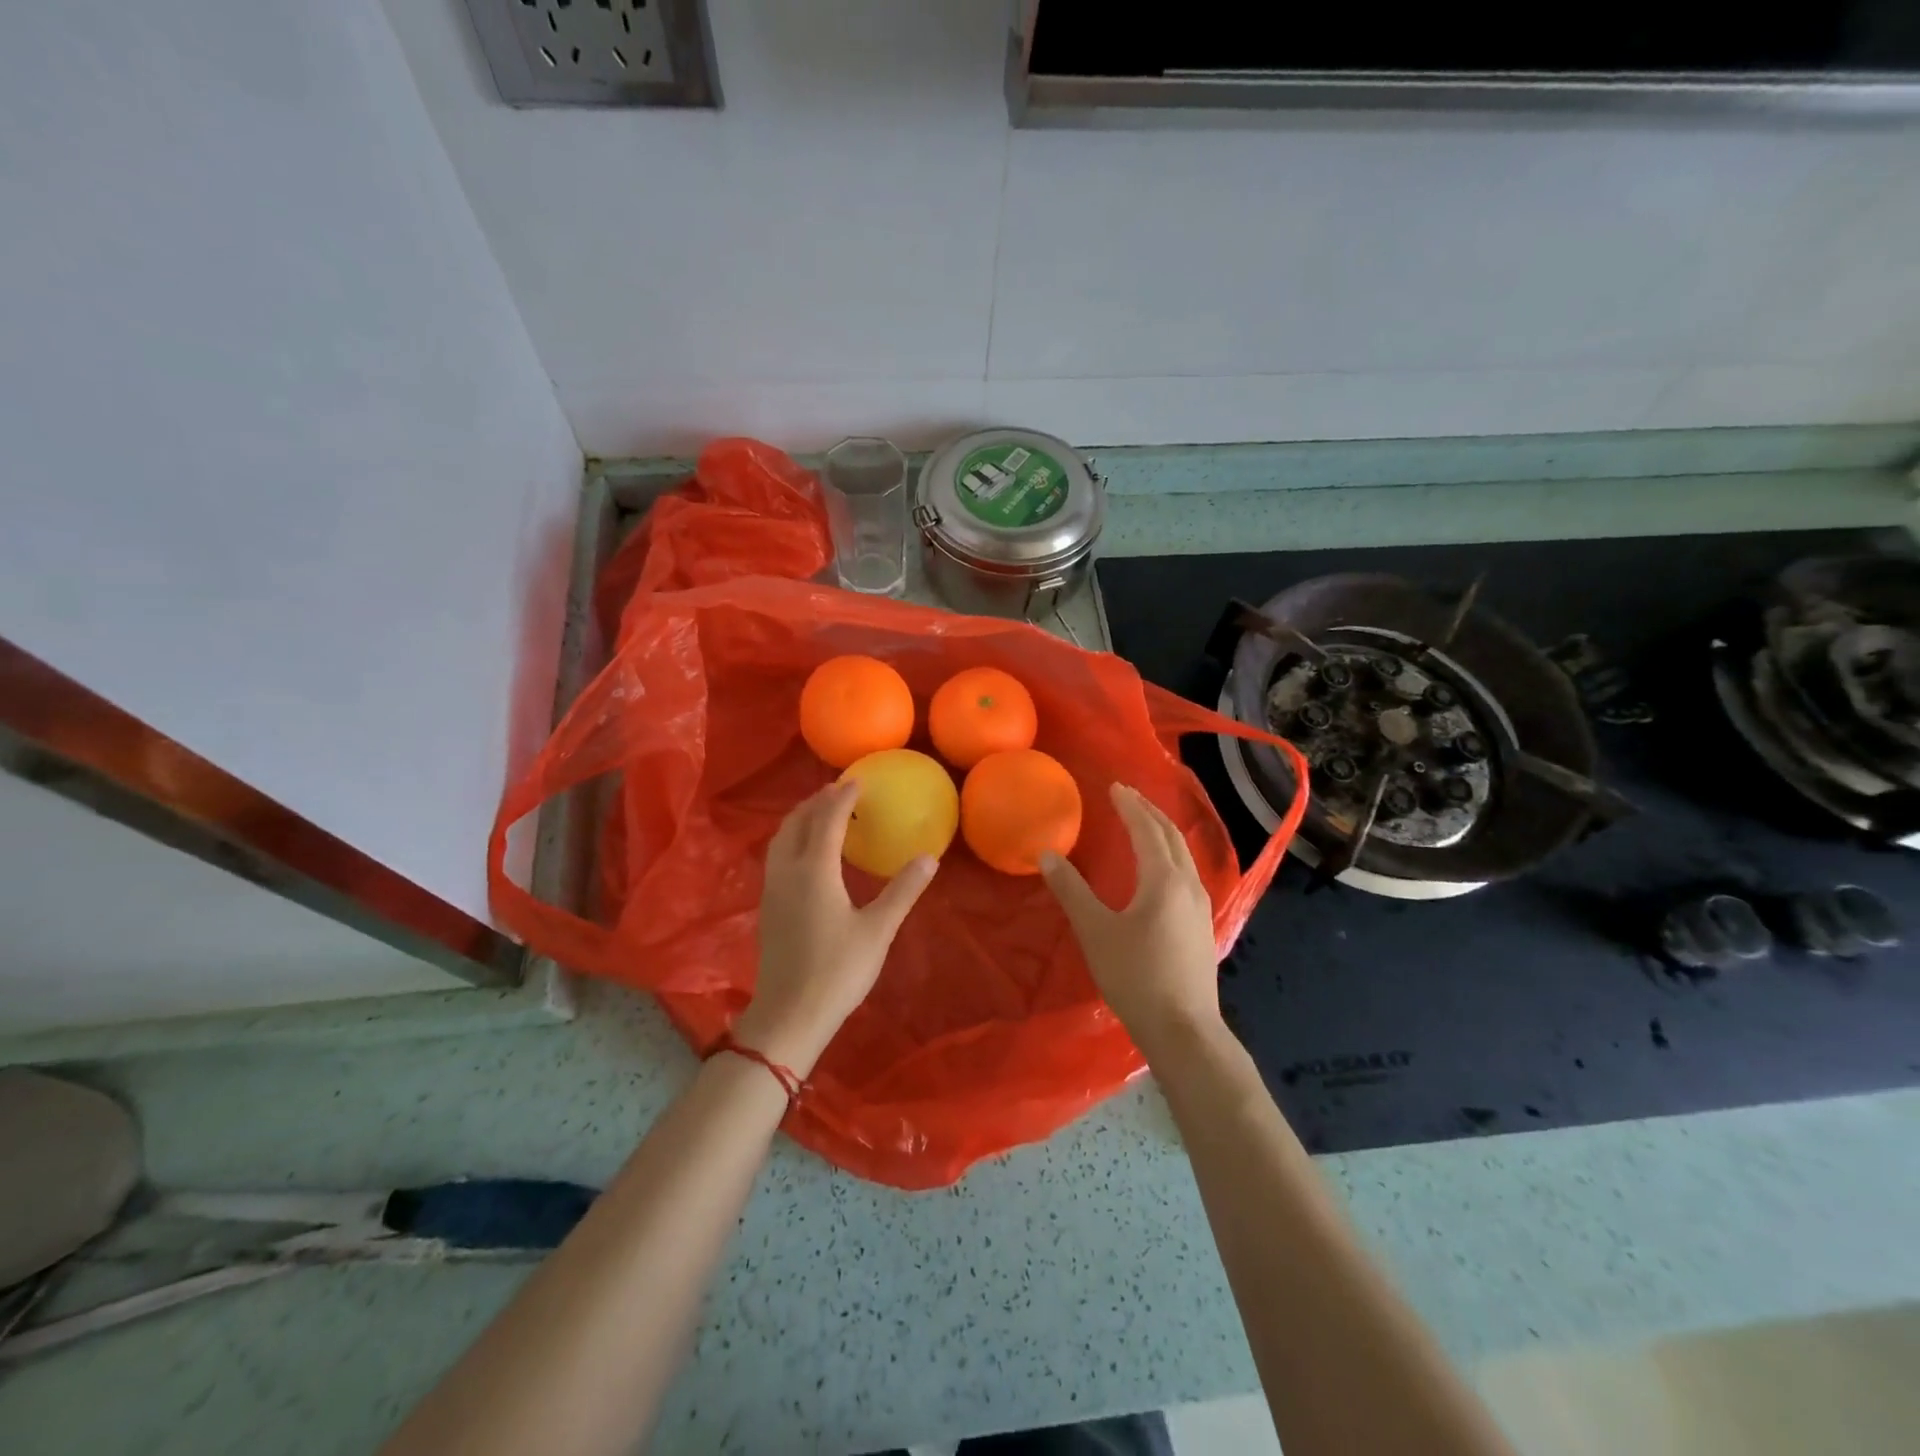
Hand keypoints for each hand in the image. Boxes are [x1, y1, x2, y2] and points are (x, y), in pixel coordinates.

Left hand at [736, 781, 936, 1075]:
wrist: (788, 1015)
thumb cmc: (837, 971)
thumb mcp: (878, 931)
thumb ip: (903, 890)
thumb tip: (929, 856)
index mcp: (814, 870)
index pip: (826, 820)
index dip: (842, 797)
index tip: (858, 780)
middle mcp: (787, 871)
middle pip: (796, 822)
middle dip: (817, 801)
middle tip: (840, 791)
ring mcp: (772, 889)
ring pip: (781, 838)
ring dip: (801, 818)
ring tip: (823, 814)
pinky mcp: (768, 906)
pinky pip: (777, 856)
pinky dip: (793, 839)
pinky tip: (809, 854)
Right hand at [1040, 783, 1222, 1057]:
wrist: (1183, 1029)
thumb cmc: (1136, 976)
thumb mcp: (1095, 931)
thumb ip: (1071, 890)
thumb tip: (1047, 854)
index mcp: (1164, 879)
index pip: (1147, 830)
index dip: (1130, 807)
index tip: (1115, 787)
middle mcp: (1189, 884)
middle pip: (1171, 836)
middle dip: (1149, 812)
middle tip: (1128, 796)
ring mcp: (1201, 906)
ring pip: (1183, 855)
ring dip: (1162, 832)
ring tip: (1143, 823)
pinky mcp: (1202, 926)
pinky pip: (1187, 873)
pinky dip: (1170, 855)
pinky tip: (1161, 870)